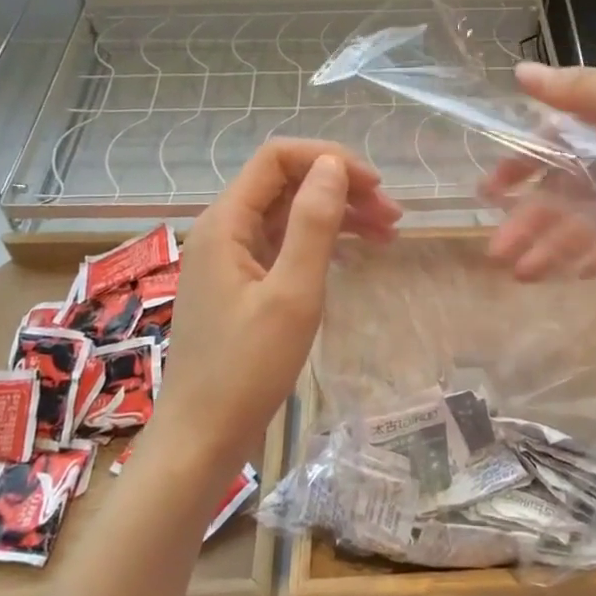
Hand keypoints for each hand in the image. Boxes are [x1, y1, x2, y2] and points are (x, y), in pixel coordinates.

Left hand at [151, 139, 400, 474]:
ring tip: (388, 232)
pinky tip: (355, 252)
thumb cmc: (246, 368)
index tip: (375, 186)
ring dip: (338, 214)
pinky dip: (322, 241)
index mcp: (226, 222)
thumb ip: (313, 223)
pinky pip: (286, 243)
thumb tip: (333, 164)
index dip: (328, 159)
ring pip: (290, 213)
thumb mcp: (292, 293)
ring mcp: (231, 256)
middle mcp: (224, 229)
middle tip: (393, 215)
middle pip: (286, 183)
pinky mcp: (242, 282)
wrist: (202, 437)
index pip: (277, 158)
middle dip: (341, 188)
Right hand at [483, 59, 595, 279]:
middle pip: (573, 185)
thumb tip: (517, 75)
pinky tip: (584, 272)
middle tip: (501, 257)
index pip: (555, 138)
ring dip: (565, 241)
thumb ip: (586, 94)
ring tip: (530, 276)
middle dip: (536, 220)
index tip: (490, 195)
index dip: (522, 166)